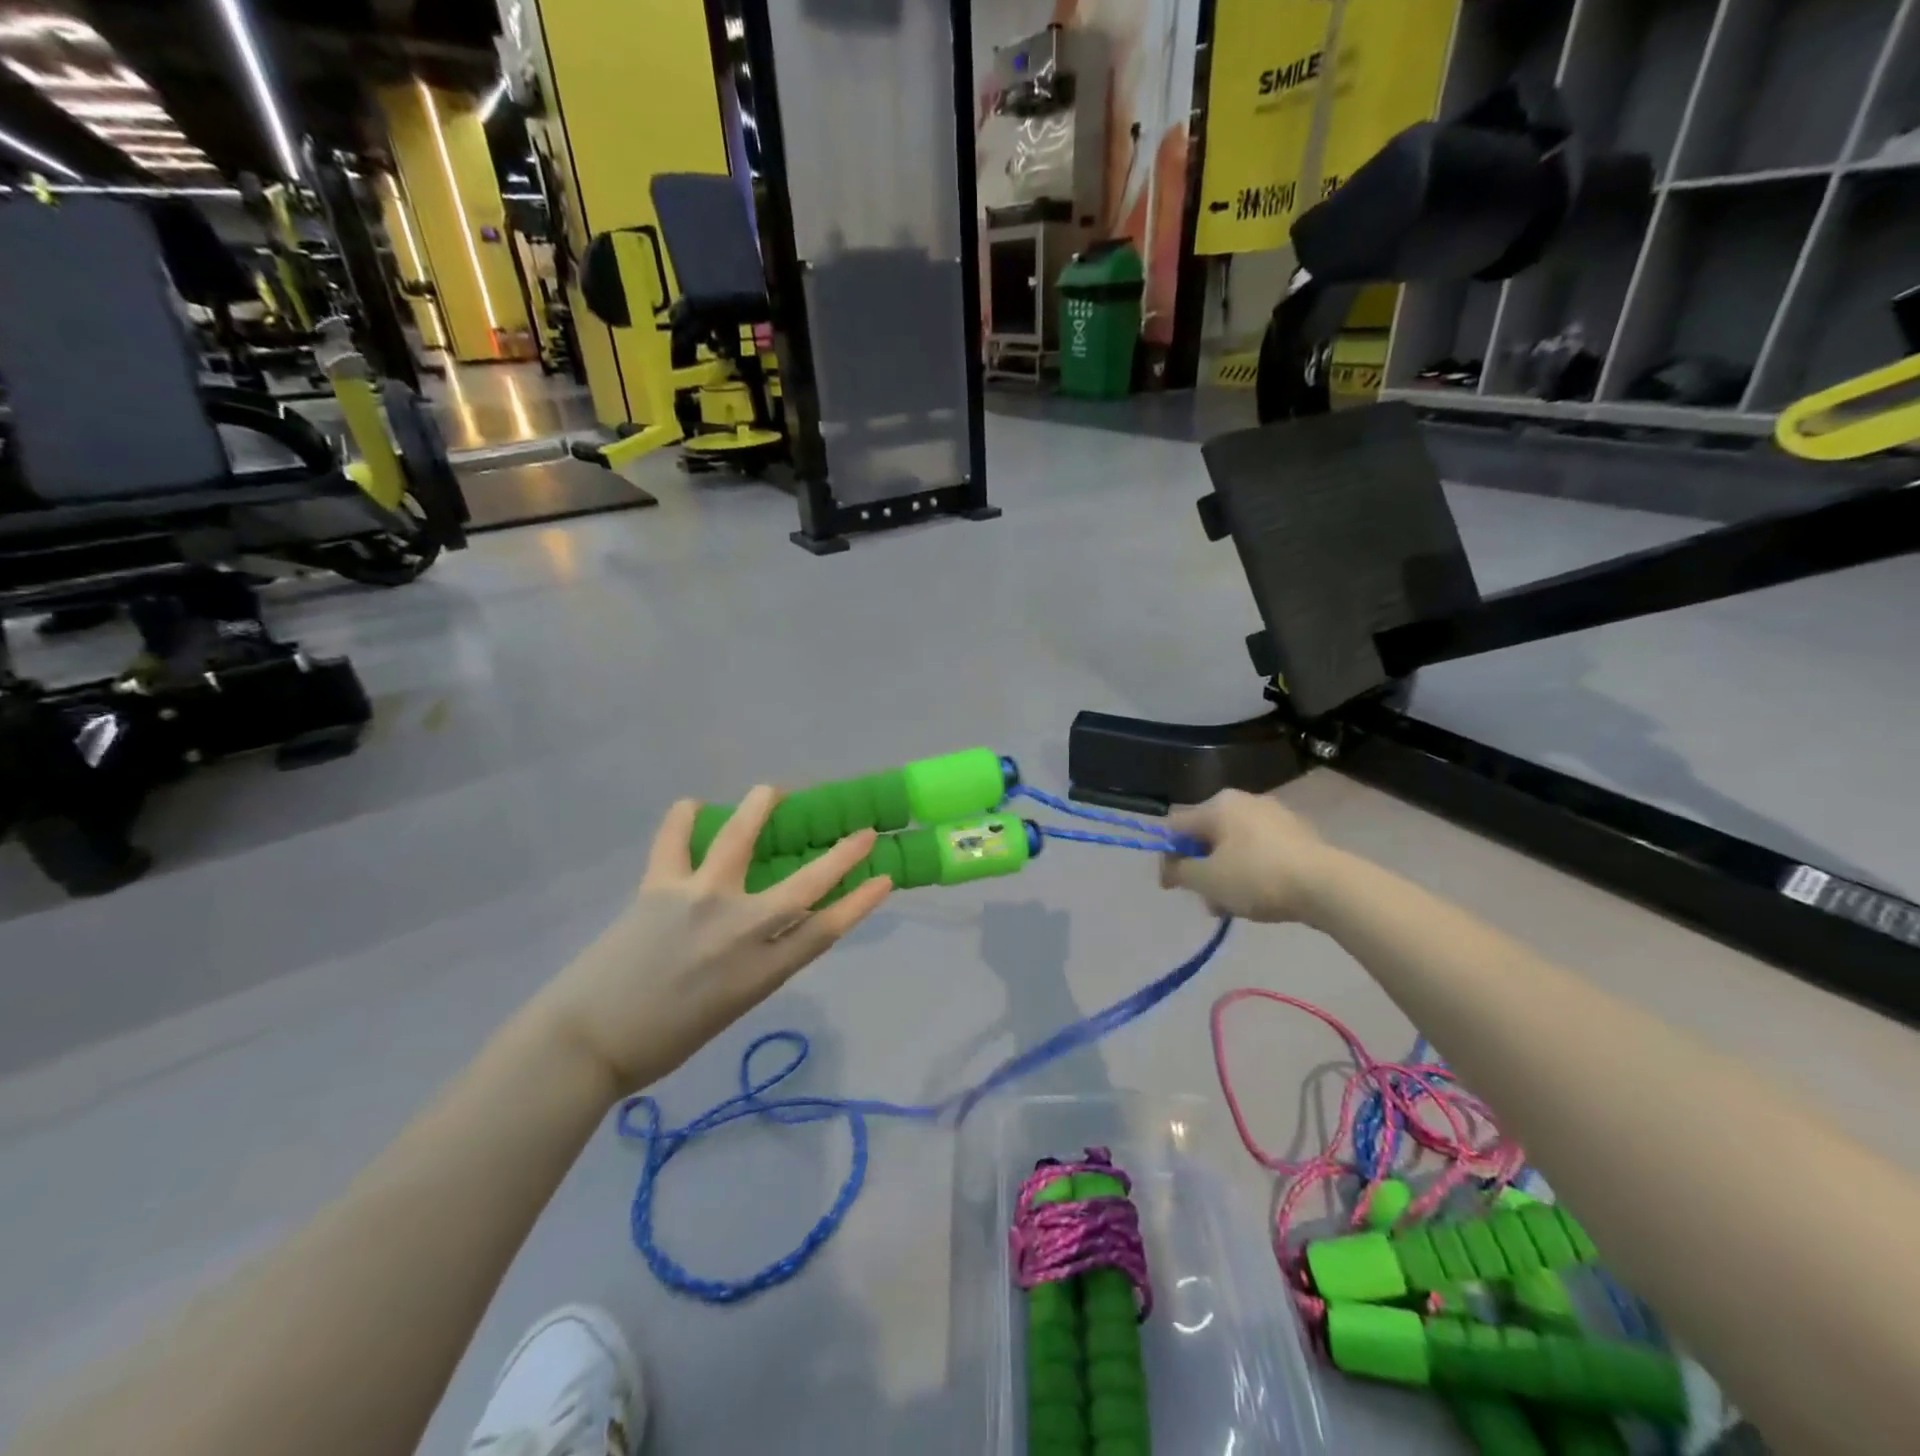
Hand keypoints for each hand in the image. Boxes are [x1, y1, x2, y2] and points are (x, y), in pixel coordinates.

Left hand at [529, 787, 893, 1095]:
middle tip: (862, 833)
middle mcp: (740, 930)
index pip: (826, 930)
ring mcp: (700, 901)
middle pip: (804, 885)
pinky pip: (674, 840)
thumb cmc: (662, 1041)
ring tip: (771, 791)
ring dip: (760, 808)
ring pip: (740, 840)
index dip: (860, 902)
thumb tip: (771, 924)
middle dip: (841, 855)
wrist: (586, 1044)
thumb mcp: (730, 1007)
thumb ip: (757, 964)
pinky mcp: (660, 887)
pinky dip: (682, 817)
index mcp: (760, 972)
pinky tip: (691, 805)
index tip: (884, 877)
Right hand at [1158, 789, 1331, 922]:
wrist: (1327, 886)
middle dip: (1201, 869)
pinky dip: (1251, 870)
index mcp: (1218, 804)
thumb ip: (1180, 871)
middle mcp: (1244, 801)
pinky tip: (1260, 896)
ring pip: (1234, 846)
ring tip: (1233, 906)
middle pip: (1207, 836)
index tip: (1171, 887)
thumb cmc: (1257, 877)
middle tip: (1207, 900)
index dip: (1167, 856)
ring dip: (1225, 874)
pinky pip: (1261, 851)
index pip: (1176, 826)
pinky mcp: (1298, 833)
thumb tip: (1172, 868)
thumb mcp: (1207, 880)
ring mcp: (1274, 815)